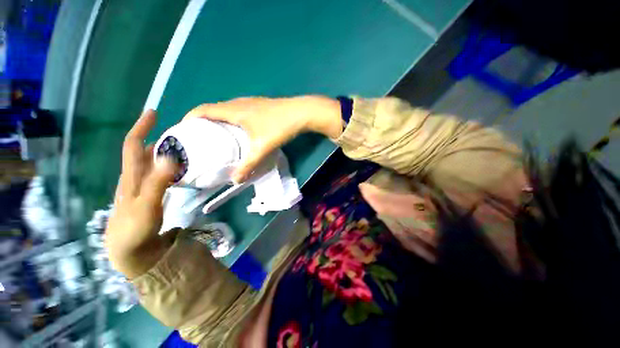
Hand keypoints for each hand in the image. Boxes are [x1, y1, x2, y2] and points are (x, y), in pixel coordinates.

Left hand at [105, 110, 177, 278]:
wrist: (129, 250)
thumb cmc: (136, 228)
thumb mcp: (147, 205)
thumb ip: (158, 181)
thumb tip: (169, 156)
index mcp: (131, 177)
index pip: (132, 146)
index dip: (141, 128)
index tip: (153, 113)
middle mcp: (132, 178)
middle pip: (140, 152)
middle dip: (154, 138)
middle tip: (176, 134)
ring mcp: (137, 187)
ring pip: (146, 163)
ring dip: (159, 152)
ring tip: (178, 148)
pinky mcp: (145, 195)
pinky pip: (153, 174)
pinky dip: (161, 166)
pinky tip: (173, 169)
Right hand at [184, 96, 342, 182]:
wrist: (301, 113)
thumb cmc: (279, 127)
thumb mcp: (262, 148)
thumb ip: (248, 165)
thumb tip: (235, 180)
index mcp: (233, 110)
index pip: (202, 110)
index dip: (189, 118)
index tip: (183, 131)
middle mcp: (239, 103)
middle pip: (213, 109)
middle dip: (203, 122)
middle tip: (200, 139)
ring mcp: (251, 103)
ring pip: (227, 110)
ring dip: (219, 120)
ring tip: (217, 137)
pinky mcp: (260, 106)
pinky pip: (239, 111)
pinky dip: (232, 120)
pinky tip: (239, 131)